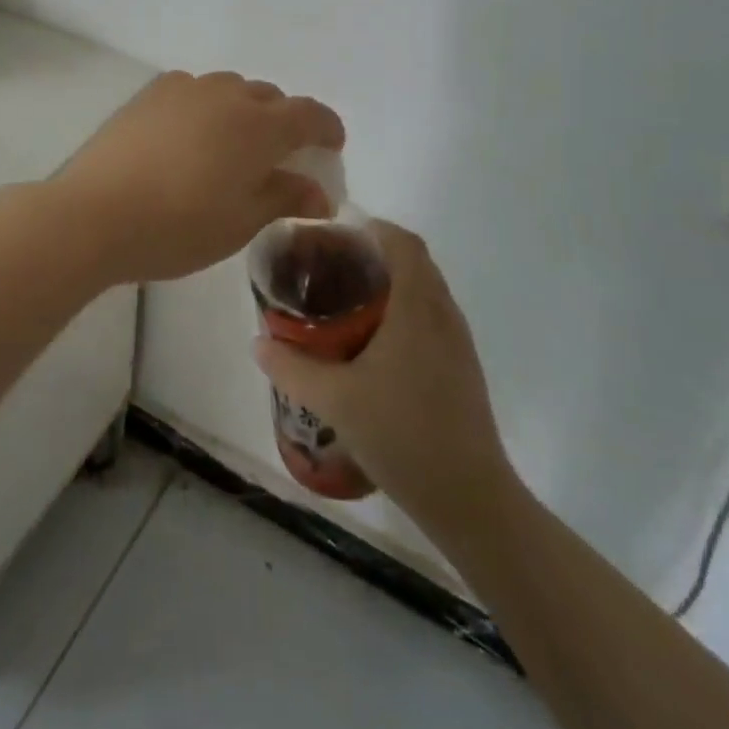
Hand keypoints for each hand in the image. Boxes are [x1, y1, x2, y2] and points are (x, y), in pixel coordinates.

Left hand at [53, 71, 344, 285]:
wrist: (94, 214)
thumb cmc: (178, 227)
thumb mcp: (241, 222)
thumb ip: (284, 197)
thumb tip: (319, 192)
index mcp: (259, 126)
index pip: (309, 114)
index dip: (327, 128)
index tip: (332, 145)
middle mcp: (225, 95)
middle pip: (269, 97)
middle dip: (284, 121)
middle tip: (278, 157)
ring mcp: (183, 89)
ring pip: (229, 89)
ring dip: (243, 110)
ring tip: (231, 145)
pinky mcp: (148, 95)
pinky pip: (192, 90)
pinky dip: (205, 106)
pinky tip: (190, 135)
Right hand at [254, 221, 511, 526]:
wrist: (471, 500)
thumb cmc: (402, 436)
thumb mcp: (334, 400)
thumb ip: (291, 367)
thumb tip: (257, 341)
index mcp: (417, 308)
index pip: (403, 243)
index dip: (372, 228)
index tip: (335, 233)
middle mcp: (443, 315)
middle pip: (414, 262)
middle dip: (375, 254)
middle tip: (330, 265)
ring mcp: (458, 344)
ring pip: (425, 291)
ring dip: (391, 283)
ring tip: (346, 299)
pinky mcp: (462, 369)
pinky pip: (431, 317)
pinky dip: (403, 310)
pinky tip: (373, 343)